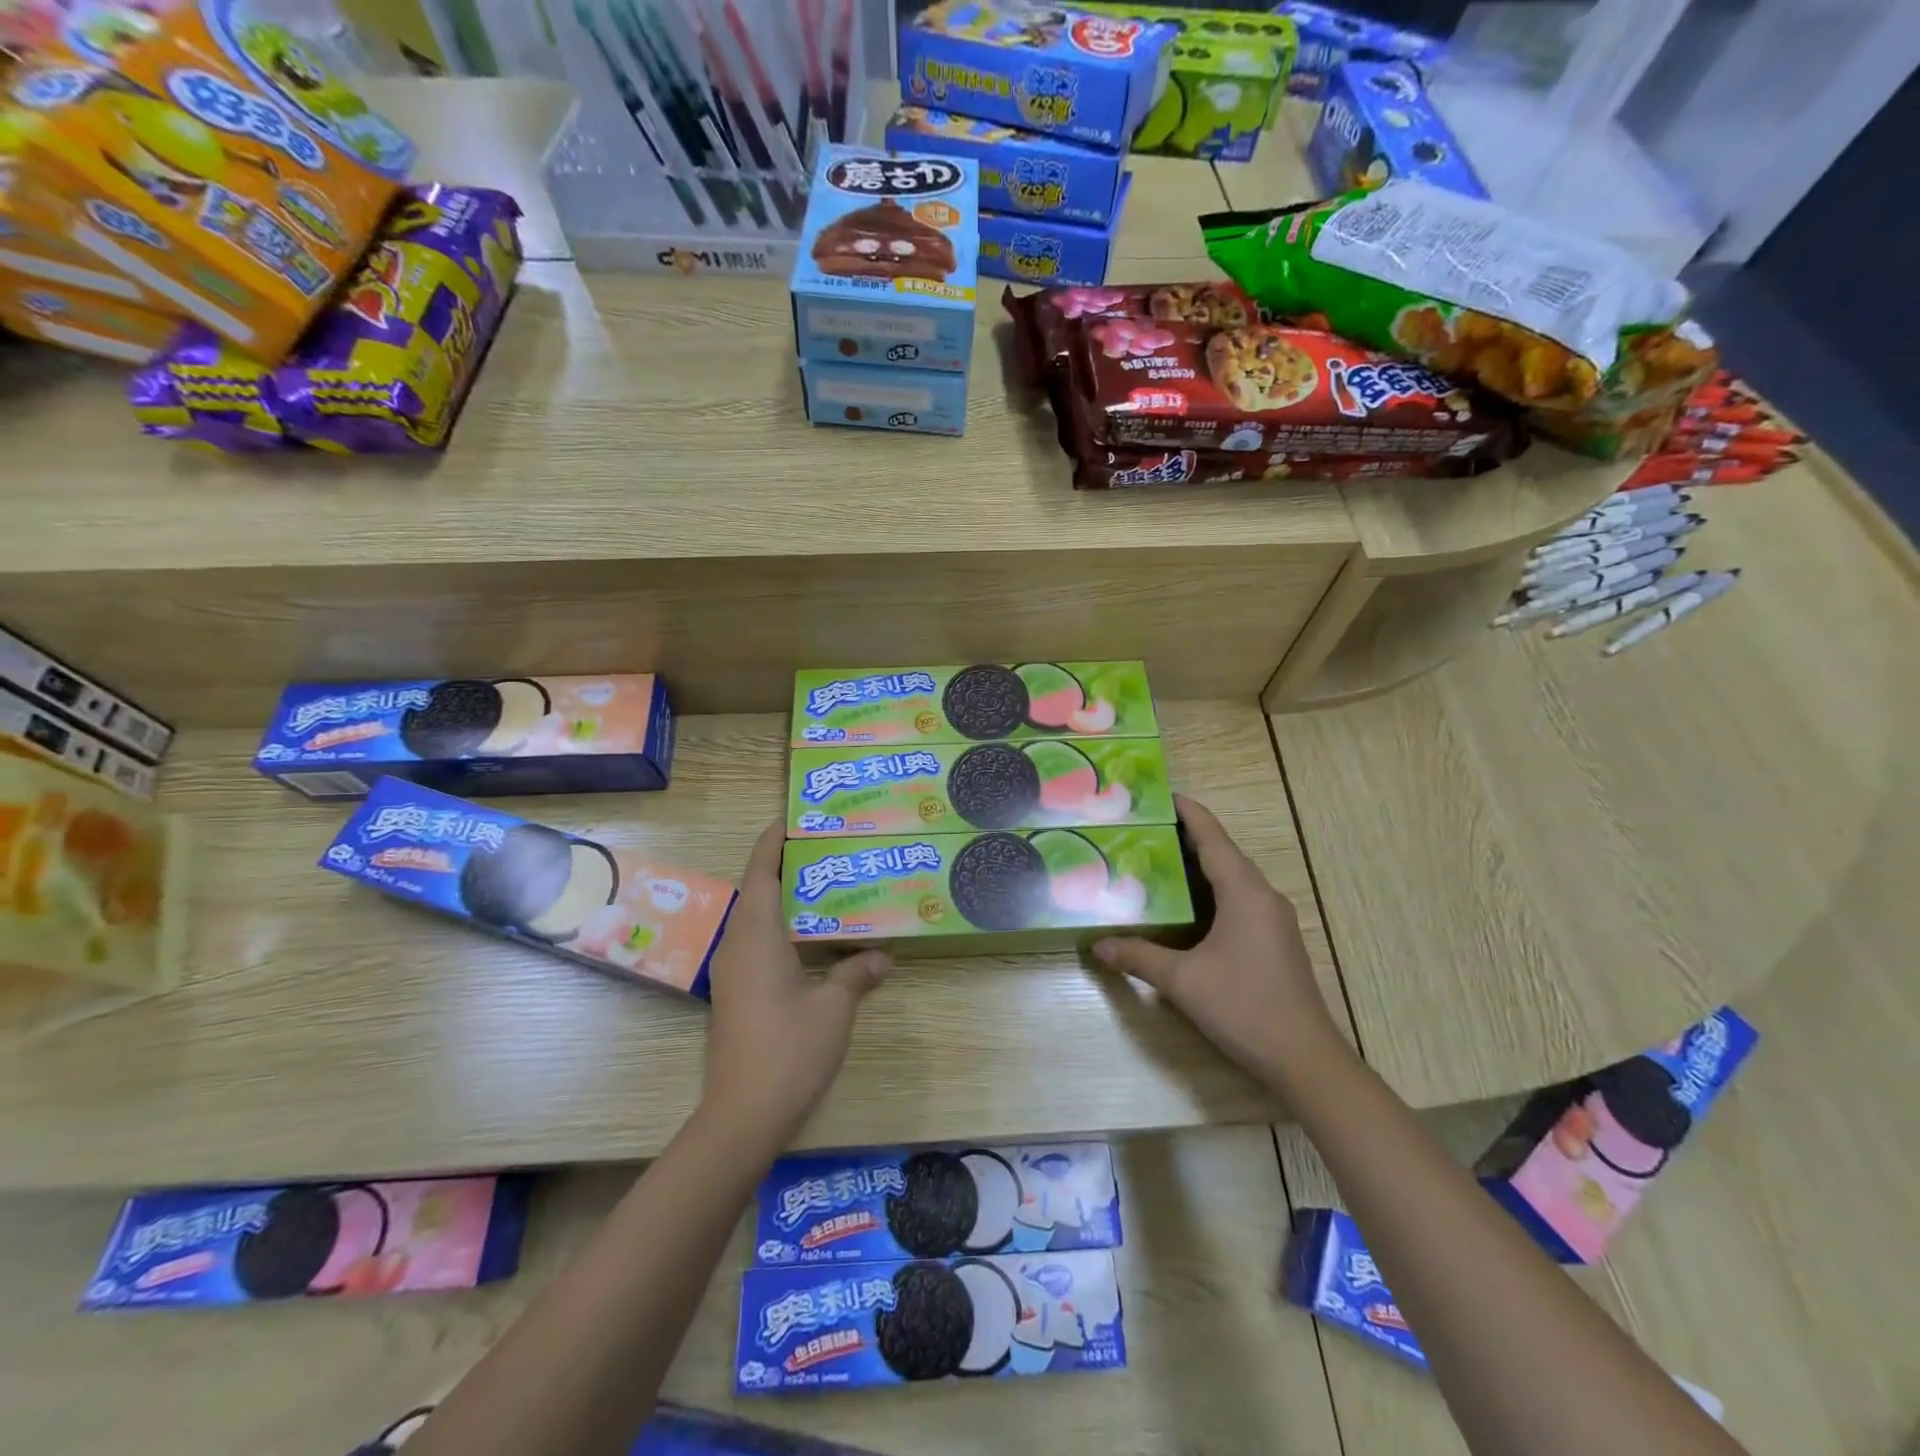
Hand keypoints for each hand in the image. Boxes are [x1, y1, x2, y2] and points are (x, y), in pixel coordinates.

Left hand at [703, 821, 890, 1141]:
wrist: (743, 1115)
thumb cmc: (789, 1049)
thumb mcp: (835, 1006)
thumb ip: (857, 973)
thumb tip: (884, 956)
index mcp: (756, 934)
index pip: (760, 870)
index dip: (774, 840)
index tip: (796, 818)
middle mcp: (738, 945)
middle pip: (757, 889)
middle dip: (785, 865)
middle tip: (827, 850)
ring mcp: (733, 972)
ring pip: (757, 919)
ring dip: (784, 898)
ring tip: (825, 886)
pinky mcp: (736, 994)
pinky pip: (758, 944)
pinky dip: (782, 928)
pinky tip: (813, 939)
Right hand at [1094, 795, 1345, 1086]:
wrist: (1305, 1059)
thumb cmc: (1244, 1007)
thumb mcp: (1183, 981)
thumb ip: (1139, 956)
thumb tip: (1098, 945)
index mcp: (1244, 891)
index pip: (1212, 836)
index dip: (1187, 811)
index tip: (1159, 794)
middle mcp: (1262, 895)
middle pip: (1222, 852)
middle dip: (1185, 836)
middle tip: (1142, 829)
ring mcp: (1272, 918)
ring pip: (1231, 877)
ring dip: (1197, 865)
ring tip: (1155, 860)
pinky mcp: (1274, 939)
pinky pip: (1238, 899)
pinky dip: (1210, 890)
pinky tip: (1184, 905)